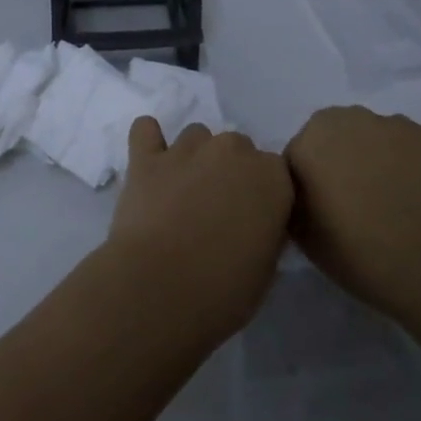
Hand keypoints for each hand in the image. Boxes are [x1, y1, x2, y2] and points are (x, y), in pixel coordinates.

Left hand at [108, 118, 293, 343]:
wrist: (159, 289)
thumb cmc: (223, 289)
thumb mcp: (266, 269)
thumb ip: (266, 231)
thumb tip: (253, 224)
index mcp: (272, 176)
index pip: (276, 171)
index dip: (262, 195)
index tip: (252, 220)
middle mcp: (232, 150)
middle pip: (237, 148)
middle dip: (229, 172)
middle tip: (216, 209)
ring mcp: (187, 149)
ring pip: (196, 137)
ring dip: (194, 158)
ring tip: (181, 193)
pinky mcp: (146, 158)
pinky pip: (145, 130)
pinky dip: (148, 139)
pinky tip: (149, 160)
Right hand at [284, 106, 420, 327]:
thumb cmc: (359, 252)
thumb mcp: (303, 237)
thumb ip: (296, 201)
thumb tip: (307, 193)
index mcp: (312, 139)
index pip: (300, 156)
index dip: (309, 184)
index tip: (322, 212)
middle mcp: (353, 119)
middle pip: (339, 137)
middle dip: (342, 161)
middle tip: (356, 204)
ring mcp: (399, 125)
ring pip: (379, 139)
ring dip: (379, 161)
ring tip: (394, 204)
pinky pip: (415, 151)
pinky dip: (414, 169)